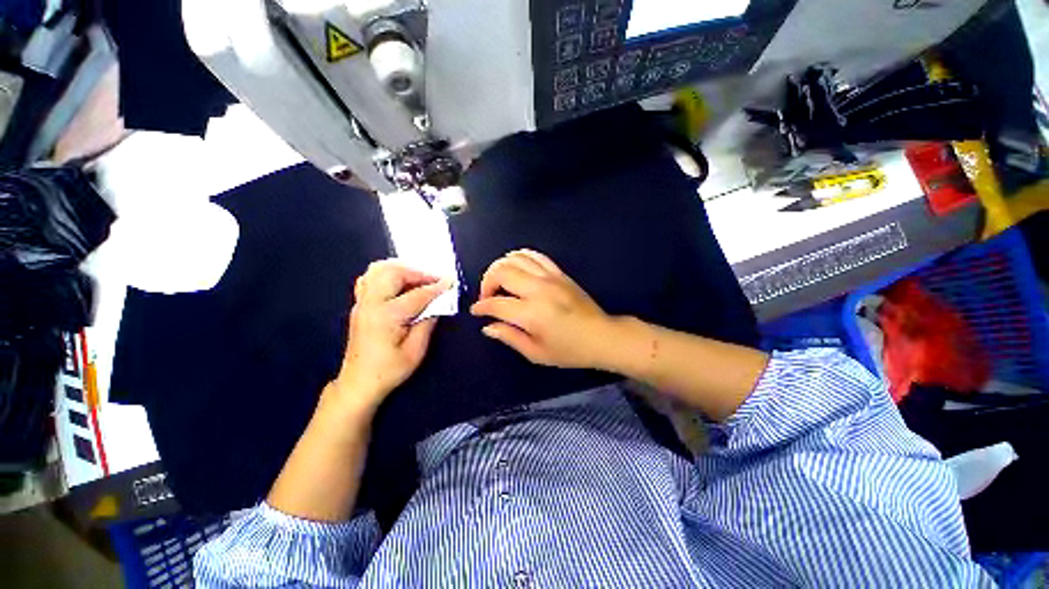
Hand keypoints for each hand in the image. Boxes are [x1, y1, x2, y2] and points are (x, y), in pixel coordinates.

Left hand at [333, 261, 451, 413]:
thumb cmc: (390, 370)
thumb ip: (427, 323)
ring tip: (418, 278)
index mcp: (386, 316)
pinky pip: (370, 278)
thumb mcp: (416, 351)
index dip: (437, 287)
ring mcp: (362, 302)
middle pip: (394, 273)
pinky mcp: (360, 305)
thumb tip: (437, 305)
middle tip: (435, 280)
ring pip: (379, 270)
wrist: (359, 382)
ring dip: (402, 269)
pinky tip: (400, 283)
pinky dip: (387, 273)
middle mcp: (371, 303)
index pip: (417, 294)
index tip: (451, 281)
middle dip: (418, 272)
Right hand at [470, 250, 615, 368]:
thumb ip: (509, 337)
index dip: (481, 307)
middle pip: (502, 272)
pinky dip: (520, 257)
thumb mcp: (536, 353)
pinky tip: (516, 267)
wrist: (602, 336)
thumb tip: (487, 326)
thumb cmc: (569, 350)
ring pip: (516, 258)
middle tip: (487, 296)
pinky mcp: (559, 273)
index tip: (477, 311)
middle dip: (486, 282)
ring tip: (499, 281)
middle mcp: (538, 290)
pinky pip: (535, 255)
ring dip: (501, 267)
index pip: (496, 303)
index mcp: (531, 313)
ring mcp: (550, 277)